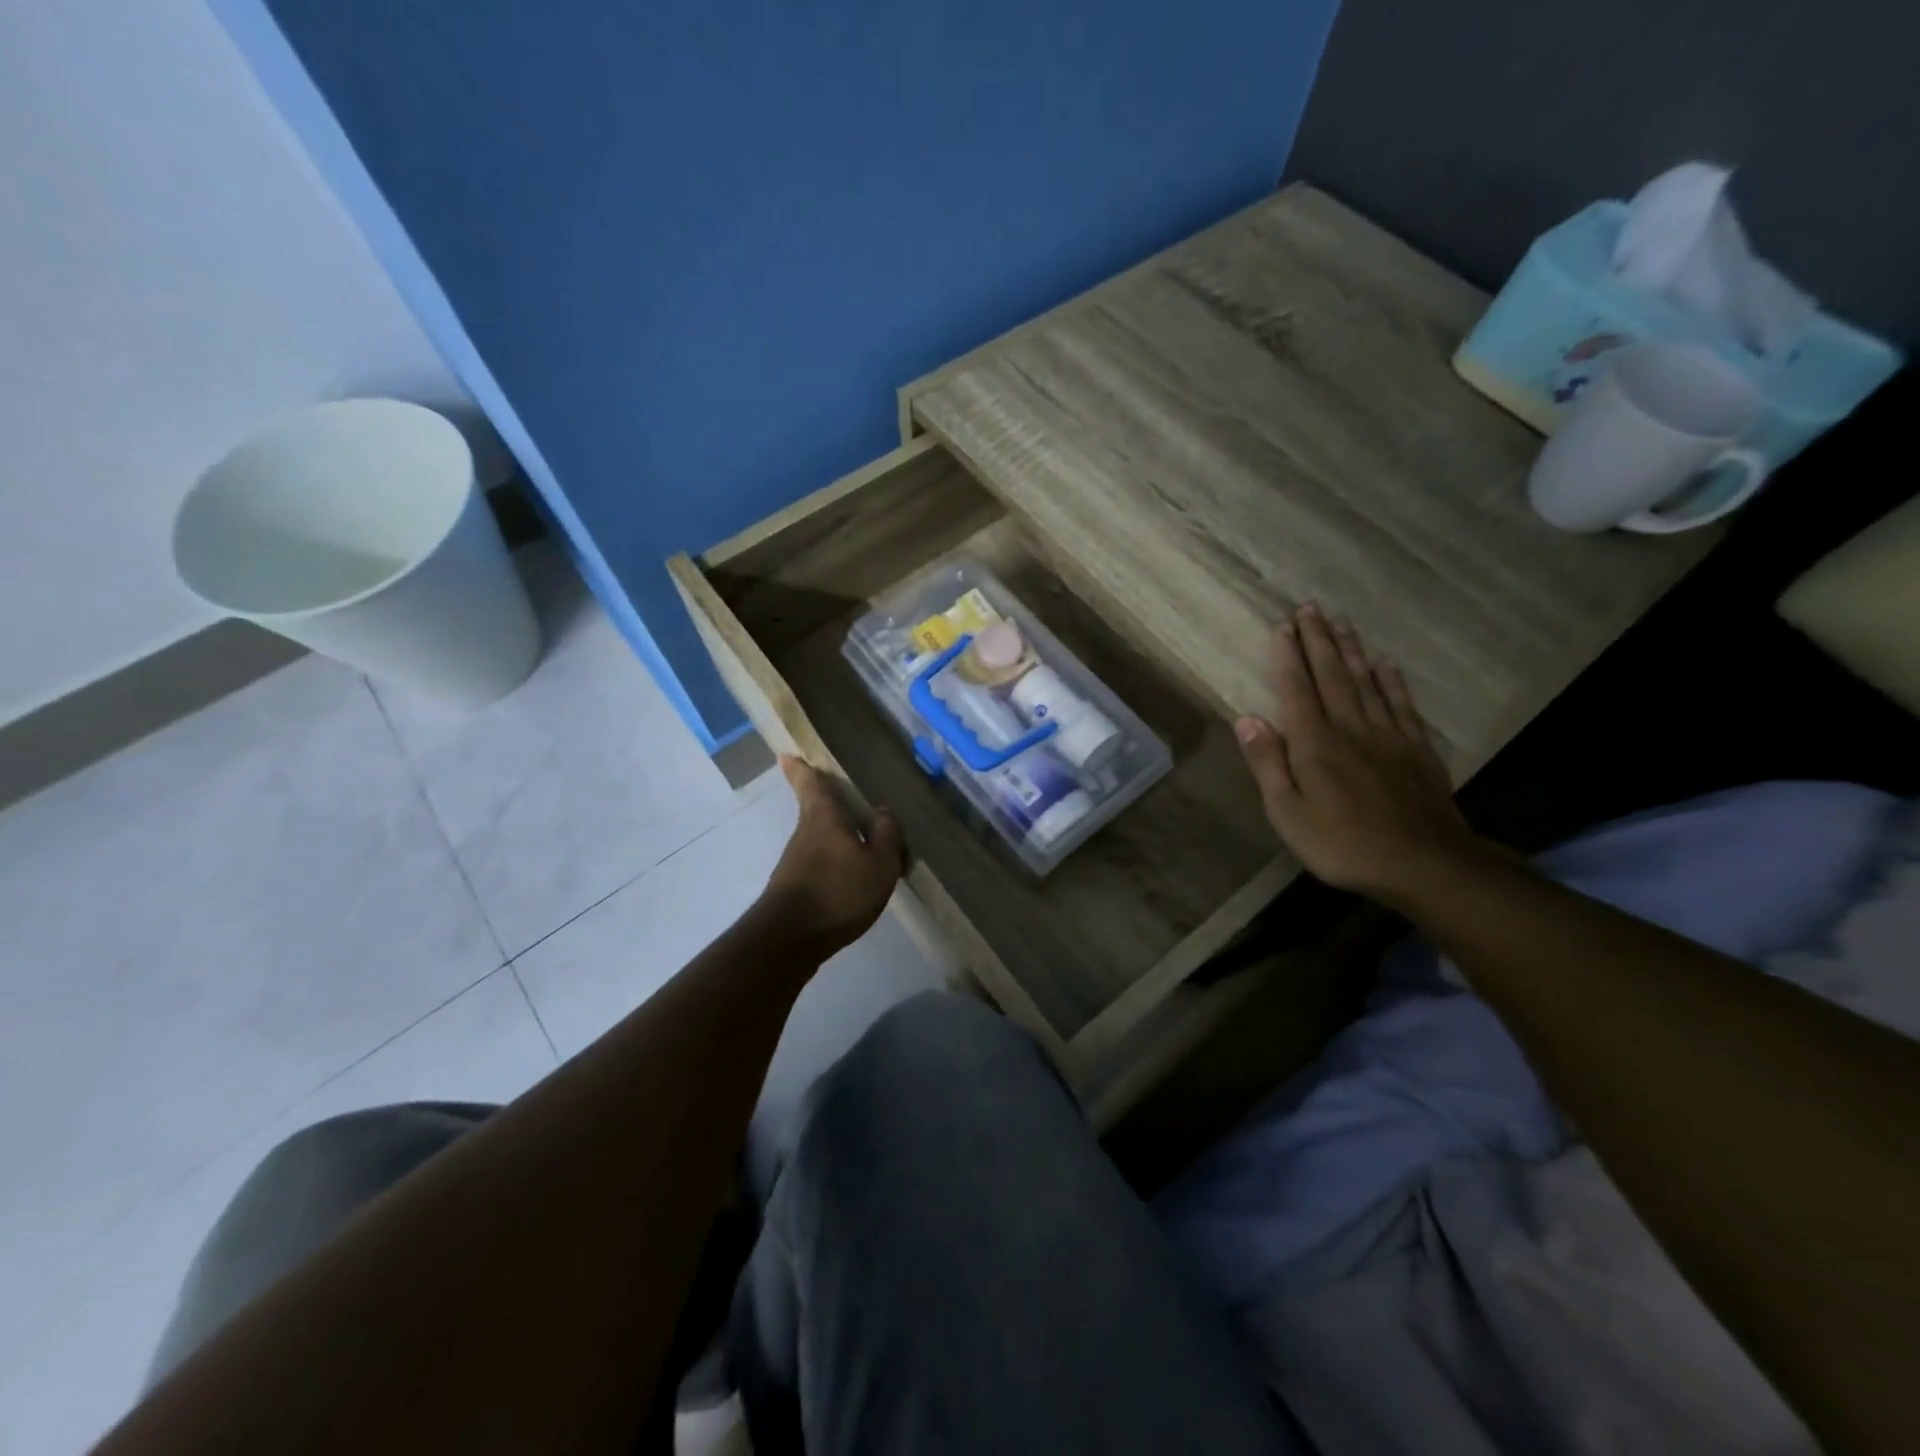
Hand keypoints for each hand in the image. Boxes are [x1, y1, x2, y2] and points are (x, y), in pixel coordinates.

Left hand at [757, 756, 905, 957]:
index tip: (787, 754)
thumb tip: (882, 810)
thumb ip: (886, 834)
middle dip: (827, 805)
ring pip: (819, 841)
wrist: (790, 939)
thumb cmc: (838, 891)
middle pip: (815, 812)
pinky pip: (820, 866)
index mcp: (824, 818)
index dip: (801, 769)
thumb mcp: (879, 862)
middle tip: (843, 800)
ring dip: (836, 840)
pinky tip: (852, 881)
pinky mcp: (794, 889)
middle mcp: (805, 834)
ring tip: (864, 848)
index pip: (810, 785)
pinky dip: (835, 866)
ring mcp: (796, 863)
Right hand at [1235, 604, 1484, 898]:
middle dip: (1317, 640)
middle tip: (1310, 608)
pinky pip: (1402, 704)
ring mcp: (1388, 736)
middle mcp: (1350, 728)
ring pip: (1366, 682)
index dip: (1288, 657)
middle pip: (1331, 676)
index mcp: (1314, 744)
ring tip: (1341, 622)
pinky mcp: (1417, 749)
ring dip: (1351, 650)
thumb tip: (1246, 718)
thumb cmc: (1342, 844)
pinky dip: (1392, 681)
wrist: (1424, 864)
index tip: (1282, 625)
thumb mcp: (1288, 813)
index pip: (1297, 689)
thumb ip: (1268, 763)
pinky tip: (1385, 663)